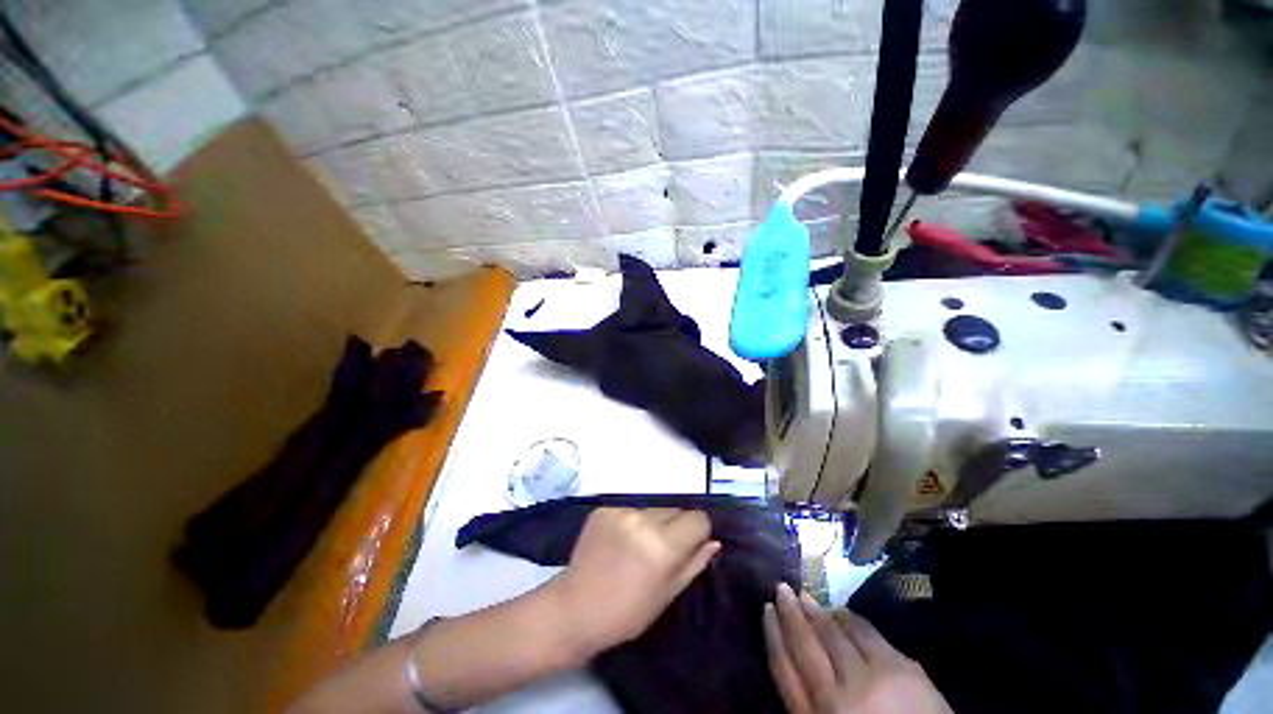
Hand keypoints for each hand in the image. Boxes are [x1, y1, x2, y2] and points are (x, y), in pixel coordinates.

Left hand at [548, 508, 719, 659]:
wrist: (574, 609)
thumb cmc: (626, 612)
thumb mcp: (667, 595)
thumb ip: (694, 564)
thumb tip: (714, 541)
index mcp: (662, 545)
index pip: (697, 518)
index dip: (698, 532)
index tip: (690, 545)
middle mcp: (643, 520)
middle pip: (675, 510)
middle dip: (675, 527)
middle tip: (660, 551)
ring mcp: (620, 511)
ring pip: (652, 509)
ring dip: (652, 524)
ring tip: (636, 548)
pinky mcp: (603, 509)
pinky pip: (629, 510)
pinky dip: (630, 523)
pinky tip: (617, 543)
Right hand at [763, 583, 951, 713]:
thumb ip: (809, 703)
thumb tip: (792, 658)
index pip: (783, 669)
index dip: (772, 635)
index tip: (765, 609)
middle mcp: (836, 698)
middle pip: (805, 644)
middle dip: (790, 612)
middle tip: (782, 588)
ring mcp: (869, 680)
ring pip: (833, 633)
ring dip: (817, 611)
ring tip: (807, 597)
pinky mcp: (899, 669)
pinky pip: (865, 631)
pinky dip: (849, 618)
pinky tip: (842, 613)